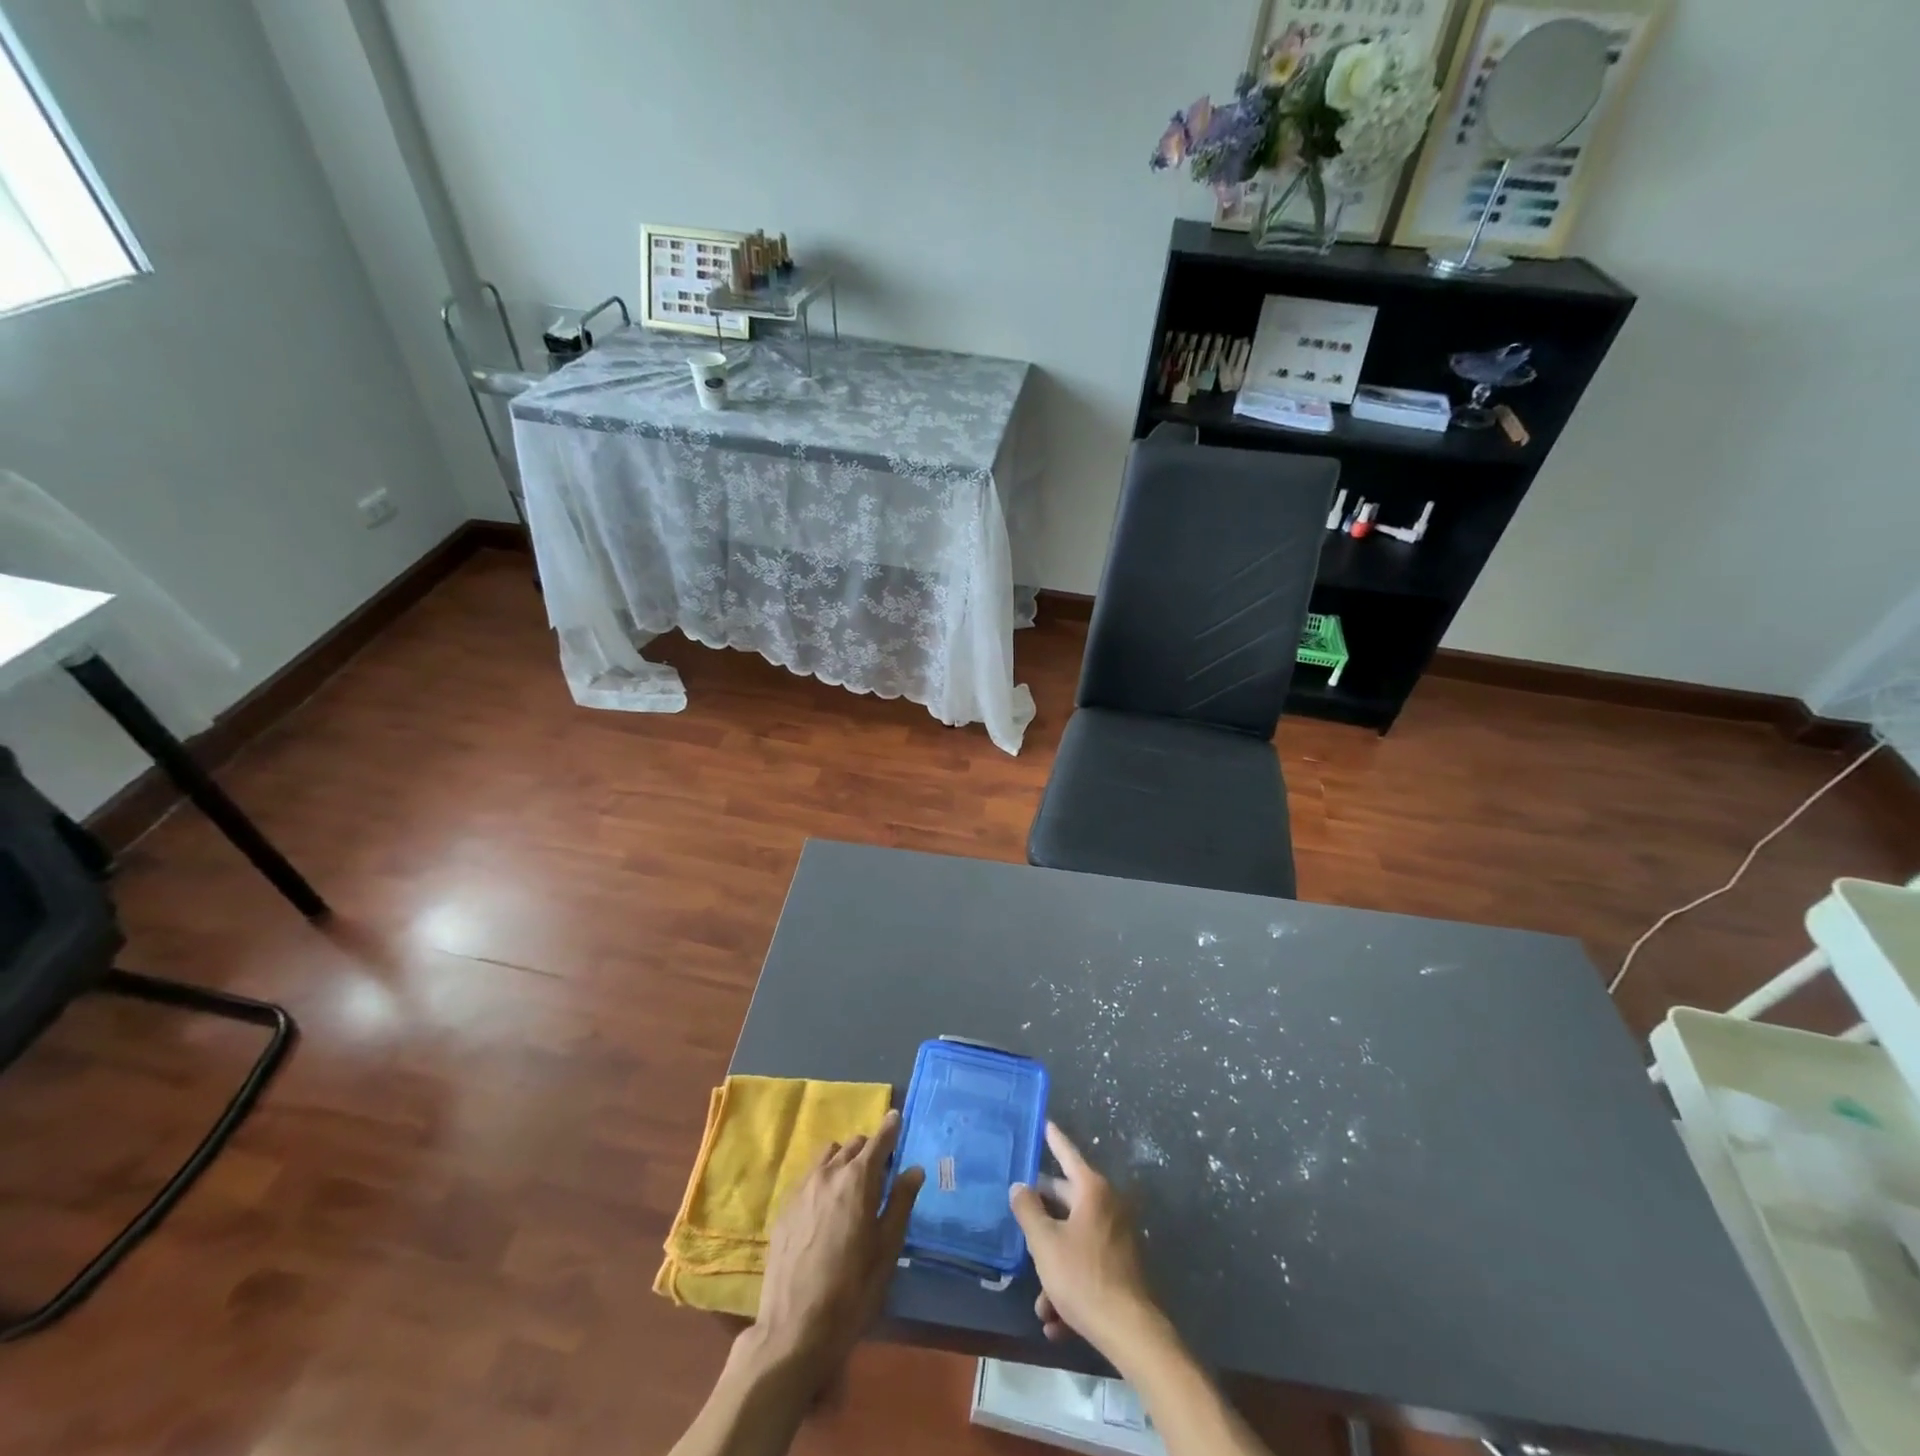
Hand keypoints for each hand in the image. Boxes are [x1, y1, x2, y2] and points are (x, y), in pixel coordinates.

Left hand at [749, 1109, 924, 1389]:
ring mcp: (802, 1188)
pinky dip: (823, 1178)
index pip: (879, 1140)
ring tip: (852, 1186)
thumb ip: (900, 1203)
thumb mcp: (887, 1249)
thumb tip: (914, 1169)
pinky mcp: (784, 1207)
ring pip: (828, 1156)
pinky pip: (809, 1176)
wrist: (794, 1329)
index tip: (897, 1118)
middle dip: (869, 1150)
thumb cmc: (852, 1290)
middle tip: (880, 1170)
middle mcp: (829, 1173)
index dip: (891, 1128)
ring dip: (844, 1160)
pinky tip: (827, 1207)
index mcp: (858, 1179)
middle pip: (853, 1144)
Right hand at [1010, 1122, 1163, 1357]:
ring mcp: (1117, 1237)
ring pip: (1074, 1242)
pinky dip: (1071, 1287)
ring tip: (1040, 1304)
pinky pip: (1088, 1267)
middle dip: (1043, 1218)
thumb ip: (1028, 1211)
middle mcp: (1108, 1206)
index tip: (1046, 1123)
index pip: (1069, 1154)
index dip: (1054, 1139)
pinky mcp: (1121, 1268)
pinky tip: (1056, 1322)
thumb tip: (1019, 1187)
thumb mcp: (1045, 1243)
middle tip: (1021, 1212)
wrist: (1129, 1331)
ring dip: (1054, 1267)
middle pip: (1067, 1200)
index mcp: (1092, 1191)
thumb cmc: (1083, 1276)